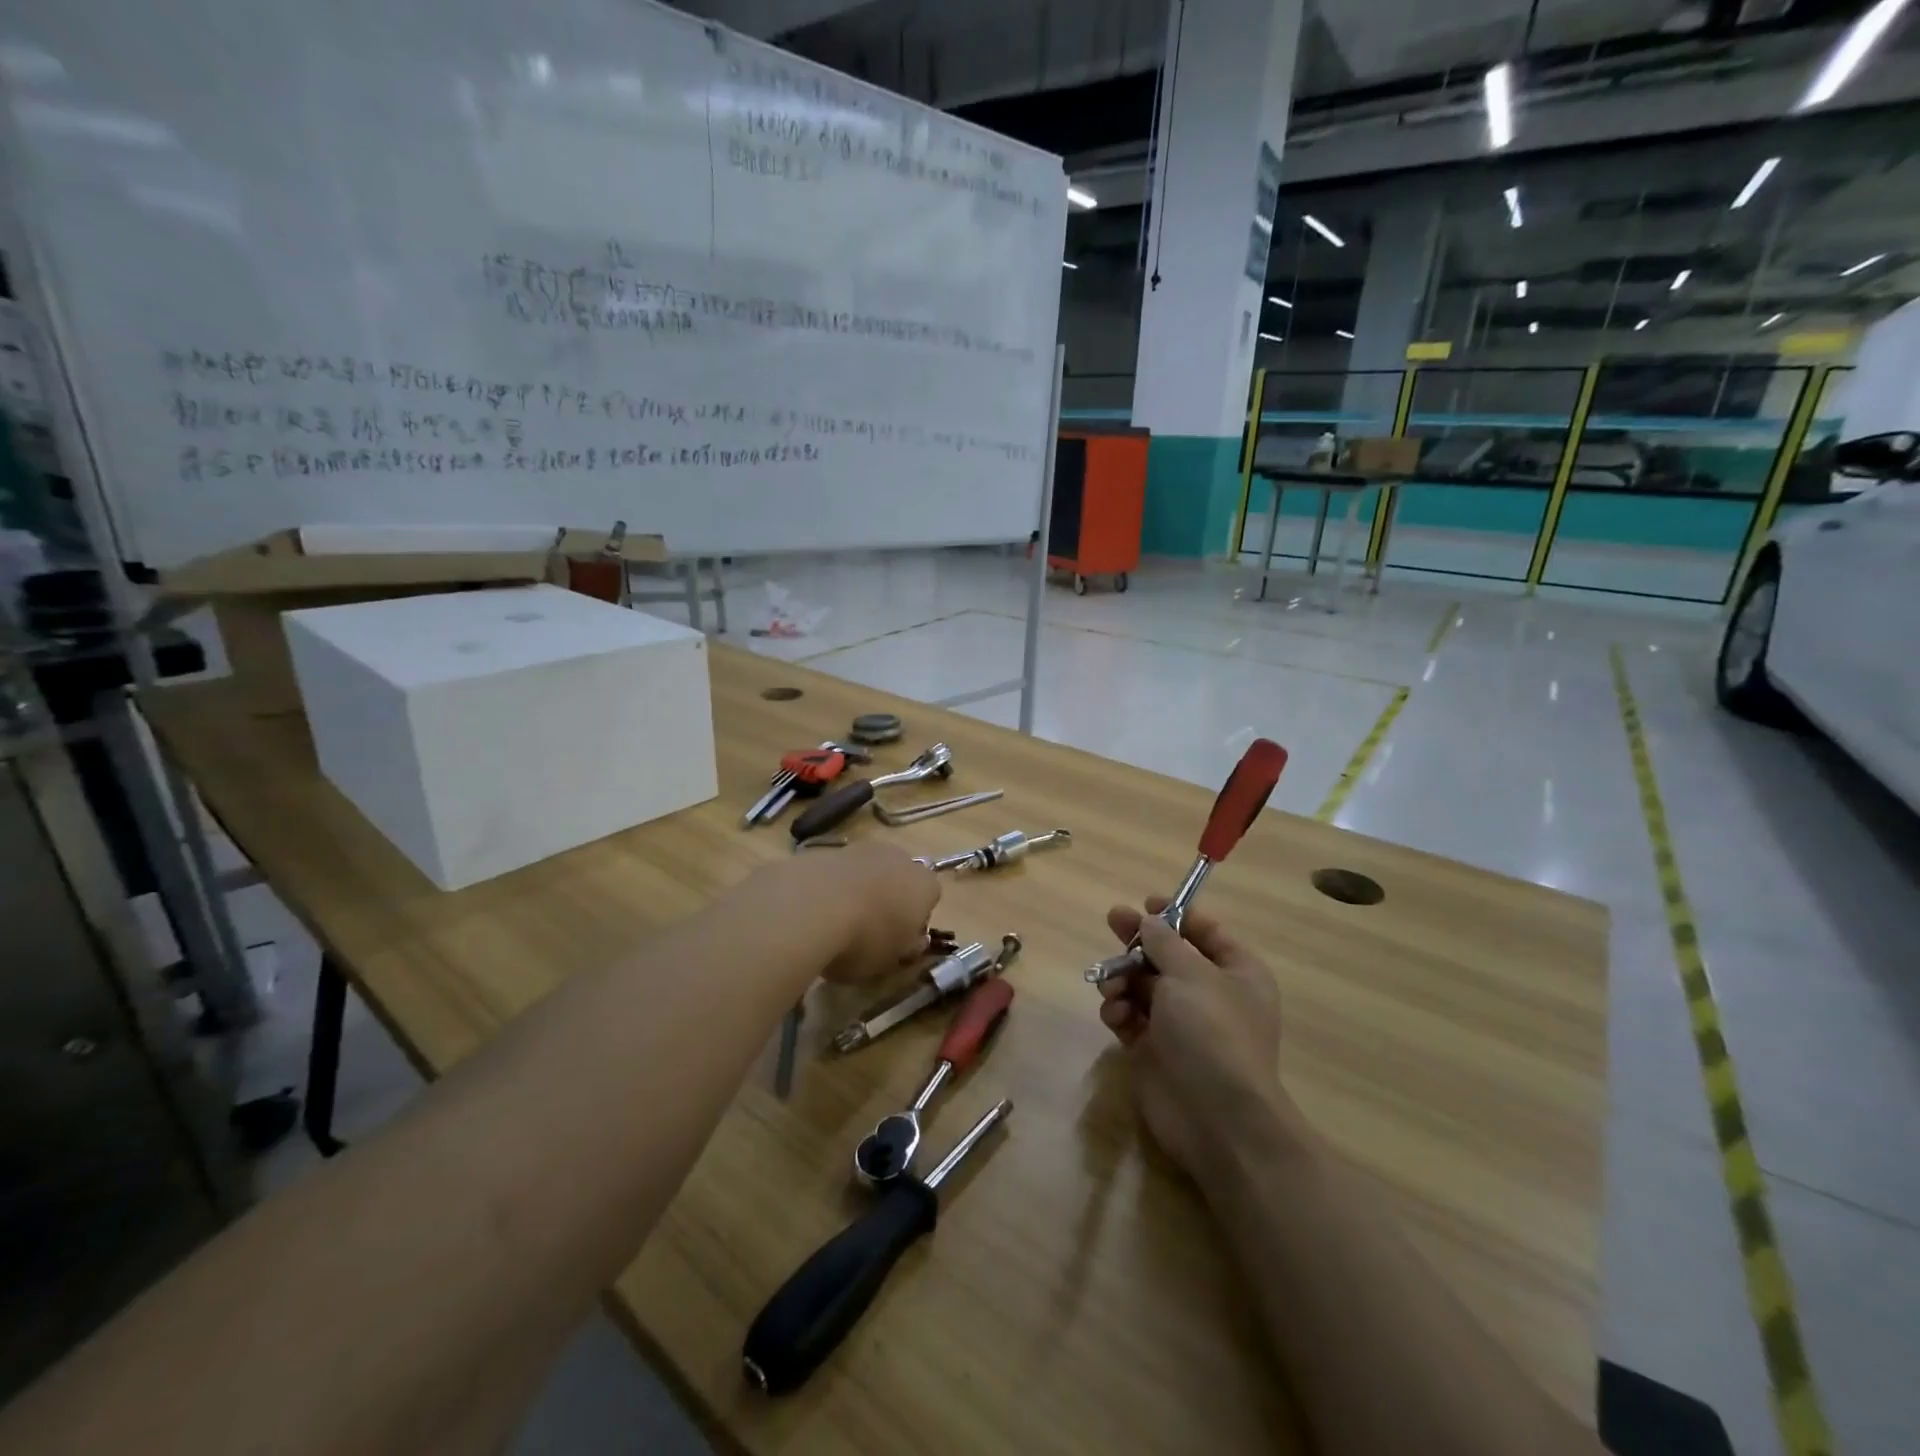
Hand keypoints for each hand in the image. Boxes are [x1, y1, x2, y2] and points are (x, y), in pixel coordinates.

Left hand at [781, 841, 940, 984]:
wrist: (811, 906)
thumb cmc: (864, 940)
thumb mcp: (891, 961)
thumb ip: (906, 948)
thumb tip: (912, 941)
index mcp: (925, 885)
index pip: (929, 898)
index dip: (914, 920)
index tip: (897, 941)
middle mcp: (899, 858)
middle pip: (898, 878)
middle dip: (888, 899)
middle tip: (868, 930)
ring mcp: (862, 849)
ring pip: (867, 872)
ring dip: (857, 890)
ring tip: (836, 923)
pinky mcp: (827, 849)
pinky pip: (836, 872)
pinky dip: (830, 887)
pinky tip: (814, 912)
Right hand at [1097, 898, 1286, 1175]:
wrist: (1215, 1117)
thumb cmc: (1212, 1031)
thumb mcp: (1190, 973)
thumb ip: (1164, 941)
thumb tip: (1148, 921)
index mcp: (1236, 972)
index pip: (1206, 932)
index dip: (1177, 915)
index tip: (1146, 903)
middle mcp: (1210, 995)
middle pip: (1168, 956)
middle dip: (1138, 943)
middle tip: (1111, 922)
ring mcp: (1182, 1024)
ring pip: (1143, 985)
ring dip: (1123, 979)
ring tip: (1111, 988)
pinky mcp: (1154, 1049)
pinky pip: (1130, 1017)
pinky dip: (1119, 1012)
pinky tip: (1115, 1018)